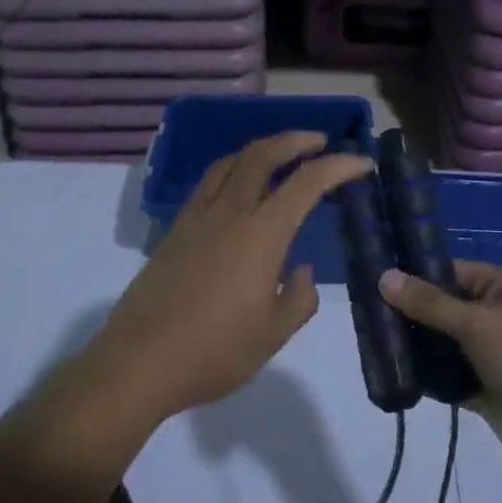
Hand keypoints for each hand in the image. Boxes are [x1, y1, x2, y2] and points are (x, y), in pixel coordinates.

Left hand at [99, 132, 372, 421]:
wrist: (138, 362)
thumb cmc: (214, 352)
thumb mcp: (273, 335)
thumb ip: (298, 298)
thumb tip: (299, 270)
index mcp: (261, 234)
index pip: (307, 182)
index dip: (339, 166)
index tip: (362, 163)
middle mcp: (229, 213)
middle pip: (262, 155)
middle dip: (295, 140)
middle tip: (320, 142)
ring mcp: (197, 218)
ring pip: (230, 162)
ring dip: (260, 149)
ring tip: (279, 156)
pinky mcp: (175, 230)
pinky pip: (208, 183)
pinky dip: (232, 169)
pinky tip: (238, 189)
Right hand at [379, 261, 501, 474]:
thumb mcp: (479, 323)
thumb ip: (430, 303)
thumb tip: (384, 276)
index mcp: (499, 287)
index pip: (447, 272)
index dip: (412, 275)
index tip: (370, 280)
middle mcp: (492, 315)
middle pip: (440, 308)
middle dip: (407, 314)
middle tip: (362, 316)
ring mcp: (488, 354)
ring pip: (441, 344)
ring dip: (414, 347)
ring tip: (369, 344)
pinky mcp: (483, 389)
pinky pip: (447, 377)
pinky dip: (426, 378)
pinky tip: (392, 376)